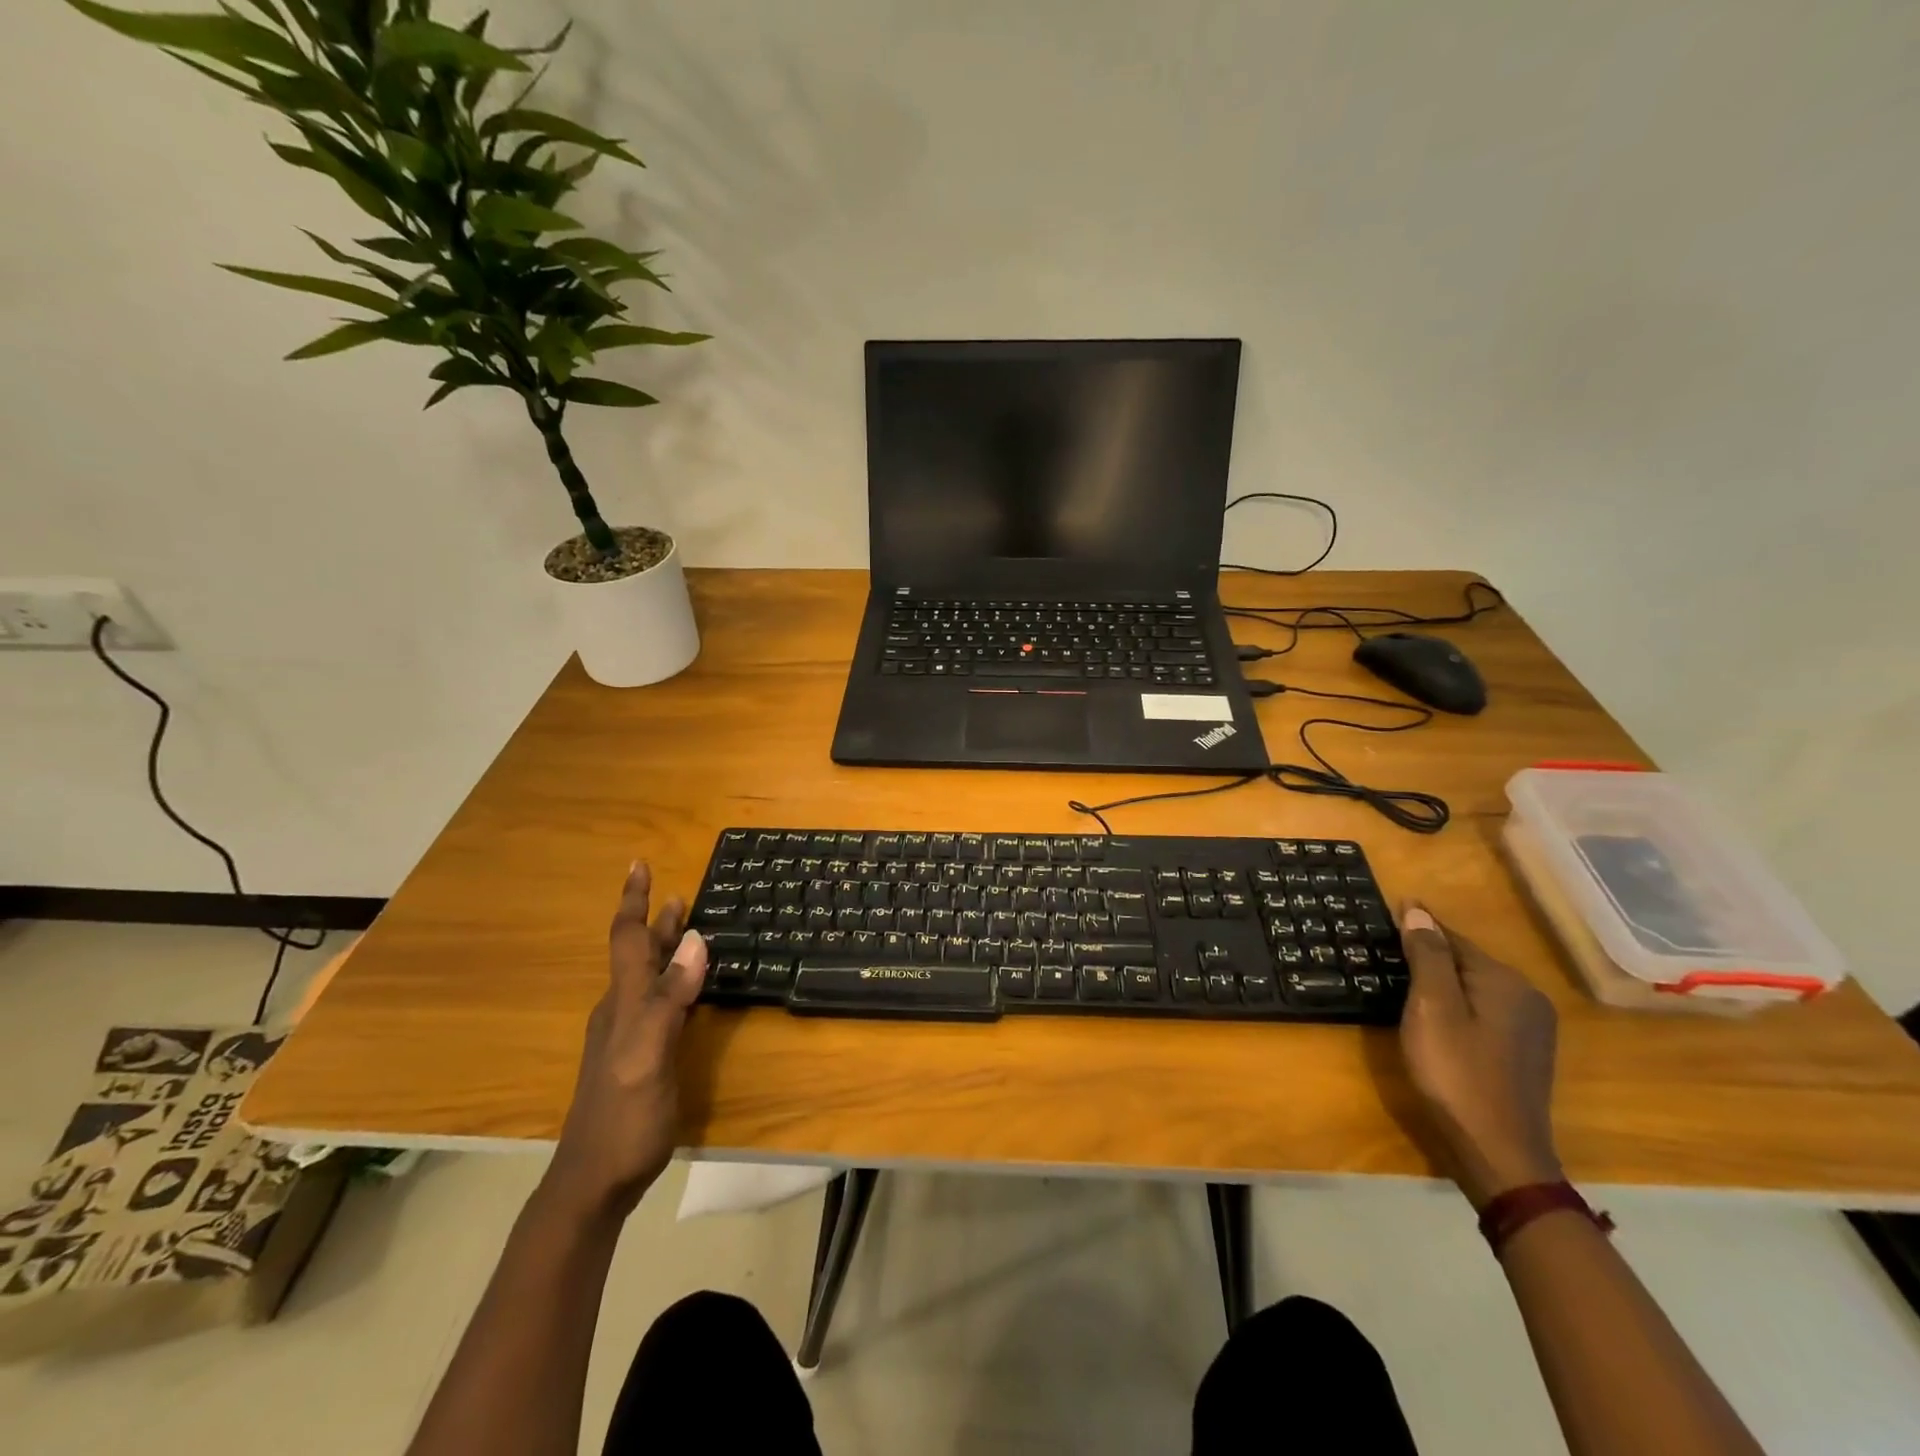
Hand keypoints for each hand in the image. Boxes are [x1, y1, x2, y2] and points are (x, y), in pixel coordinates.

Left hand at [544, 862, 707, 1220]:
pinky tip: (685, 990)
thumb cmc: (623, 1118)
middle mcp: (621, 1010)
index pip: (626, 939)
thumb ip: (669, 999)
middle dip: (655, 920)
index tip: (639, 864)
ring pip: (646, 977)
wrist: (593, 1183)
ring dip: (664, 948)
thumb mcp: (649, 1055)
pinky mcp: (638, 1057)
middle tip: (679, 894)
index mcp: (623, 1003)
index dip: (633, 901)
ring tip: (686, 928)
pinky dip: (672, 979)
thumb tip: (694, 940)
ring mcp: (626, 1036)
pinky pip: (655, 1001)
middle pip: (637, 954)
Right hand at [1397, 903, 1562, 1209]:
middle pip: (1467, 961)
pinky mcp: (1525, 1053)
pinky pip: (1484, 1010)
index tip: (1390, 911)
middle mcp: (1527, 997)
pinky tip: (1437, 1017)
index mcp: (1505, 982)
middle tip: (1389, 949)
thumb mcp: (1432, 1009)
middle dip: (1430, 953)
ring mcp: (1531, 1028)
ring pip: (1476, 987)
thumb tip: (1418, 910)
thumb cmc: (1456, 1074)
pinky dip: (1457, 1004)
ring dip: (1443, 980)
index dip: (1418, 926)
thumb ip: (1427, 957)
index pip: (1453, 938)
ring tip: (1406, 979)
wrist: (1498, 1153)